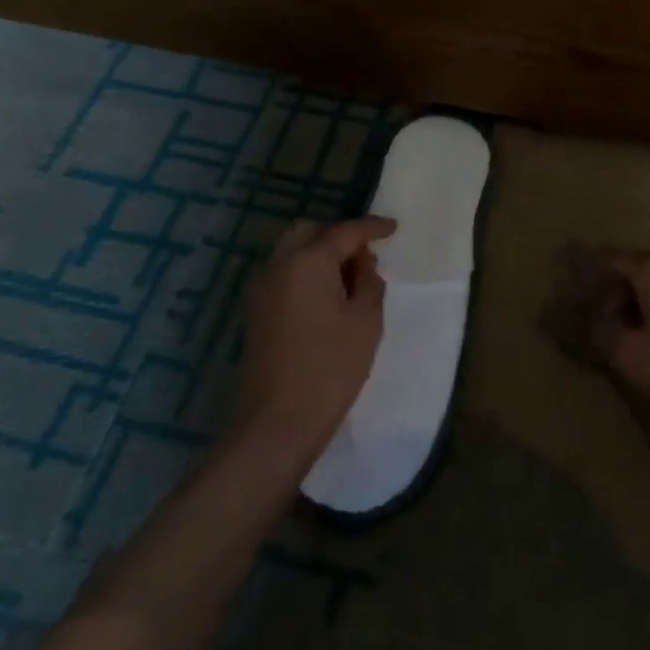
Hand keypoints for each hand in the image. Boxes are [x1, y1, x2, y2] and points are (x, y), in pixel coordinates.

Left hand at [233, 215, 397, 463]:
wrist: (278, 421)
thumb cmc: (331, 367)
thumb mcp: (366, 321)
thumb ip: (369, 283)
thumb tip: (363, 265)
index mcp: (308, 261)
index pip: (344, 231)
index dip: (372, 227)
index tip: (393, 228)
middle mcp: (279, 265)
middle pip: (310, 232)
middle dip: (339, 235)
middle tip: (367, 254)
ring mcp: (262, 288)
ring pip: (292, 252)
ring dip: (320, 253)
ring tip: (350, 277)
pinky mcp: (256, 311)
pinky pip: (284, 274)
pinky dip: (306, 272)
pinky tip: (327, 296)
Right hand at [586, 249, 649, 430]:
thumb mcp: (632, 357)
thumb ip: (601, 332)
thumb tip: (585, 318)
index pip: (610, 259)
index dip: (590, 278)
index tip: (577, 299)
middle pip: (638, 269)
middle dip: (617, 294)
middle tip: (607, 328)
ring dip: (644, 305)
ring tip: (637, 339)